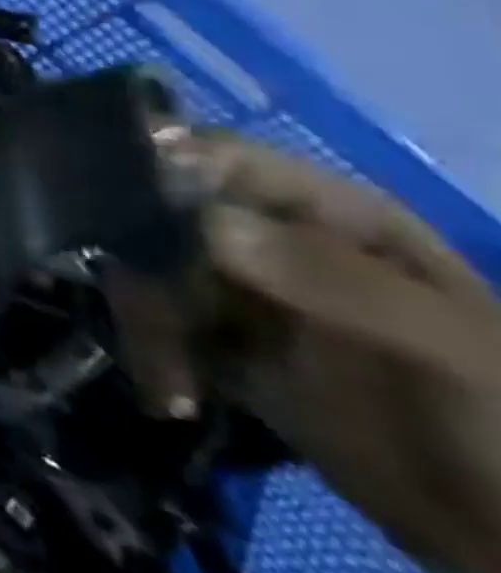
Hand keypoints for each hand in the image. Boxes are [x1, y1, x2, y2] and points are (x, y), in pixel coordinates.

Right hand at [178, 133, 500, 572]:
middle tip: (149, 314)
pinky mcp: (219, 340)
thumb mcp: (436, 342)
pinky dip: (151, 353)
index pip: (218, 155)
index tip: (110, 195)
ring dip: (145, 317)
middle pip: (162, 212)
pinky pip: (157, 324)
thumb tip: (204, 225)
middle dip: (140, 259)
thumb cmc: (494, 416)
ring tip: (170, 379)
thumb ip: (330, 278)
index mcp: (321, 211)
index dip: (158, 162)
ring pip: (147, 269)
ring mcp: (240, 290)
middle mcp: (267, 236)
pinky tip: (172, 395)